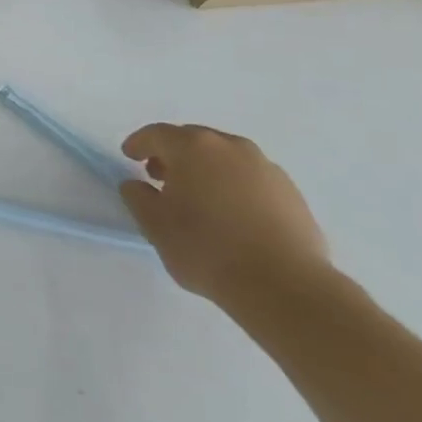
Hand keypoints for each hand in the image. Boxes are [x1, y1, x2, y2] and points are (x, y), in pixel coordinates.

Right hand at [118, 123, 332, 314]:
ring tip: (199, 199)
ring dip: (206, 170)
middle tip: (160, 177)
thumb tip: (136, 184)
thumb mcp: (155, 225)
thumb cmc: (208, 249)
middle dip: (173, 155)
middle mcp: (230, 147)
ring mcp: (266, 168)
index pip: (157, 134)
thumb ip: (137, 197)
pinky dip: (234, 187)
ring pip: (225, 159)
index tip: (129, 157)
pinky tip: (232, 216)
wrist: (285, 287)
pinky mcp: (292, 193)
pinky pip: (251, 179)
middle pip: (193, 141)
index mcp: (193, 147)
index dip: (139, 144)